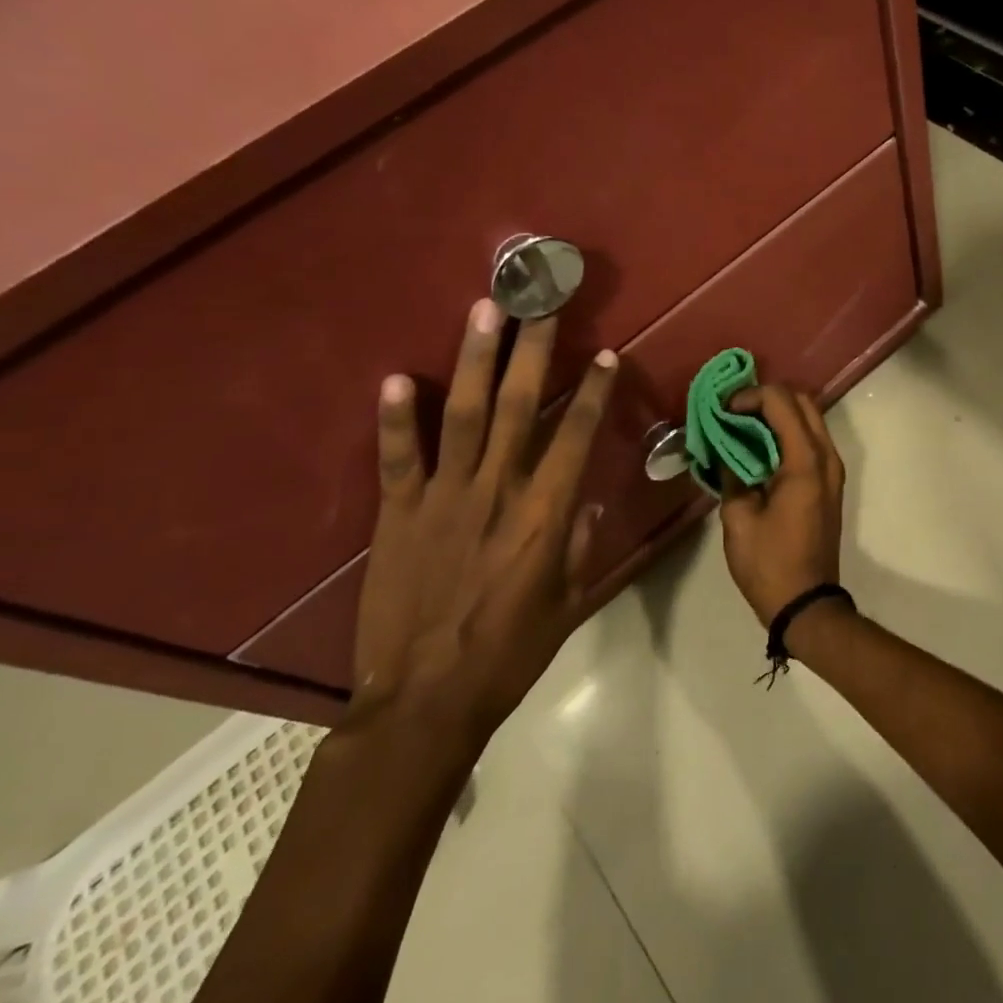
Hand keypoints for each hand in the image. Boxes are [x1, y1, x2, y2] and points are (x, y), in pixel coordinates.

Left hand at [346, 299, 620, 750]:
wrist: (425, 701)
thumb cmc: (509, 654)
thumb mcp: (568, 604)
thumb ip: (580, 546)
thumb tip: (585, 499)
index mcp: (545, 515)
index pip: (577, 436)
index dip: (594, 392)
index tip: (605, 354)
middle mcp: (497, 491)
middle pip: (521, 406)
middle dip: (534, 349)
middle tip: (541, 302)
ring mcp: (443, 498)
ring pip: (465, 415)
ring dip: (475, 359)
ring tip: (483, 310)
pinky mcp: (396, 515)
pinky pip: (398, 458)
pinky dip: (397, 419)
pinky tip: (399, 377)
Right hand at [718, 385, 846, 629]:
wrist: (807, 604)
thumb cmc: (769, 564)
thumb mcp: (738, 518)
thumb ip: (731, 474)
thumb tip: (724, 448)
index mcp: (805, 462)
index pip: (781, 402)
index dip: (749, 396)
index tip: (722, 411)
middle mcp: (826, 457)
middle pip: (802, 401)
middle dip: (766, 398)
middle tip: (733, 412)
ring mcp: (833, 469)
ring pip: (810, 418)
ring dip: (778, 414)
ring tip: (742, 426)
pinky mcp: (830, 482)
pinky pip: (811, 440)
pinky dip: (787, 432)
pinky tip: (758, 447)